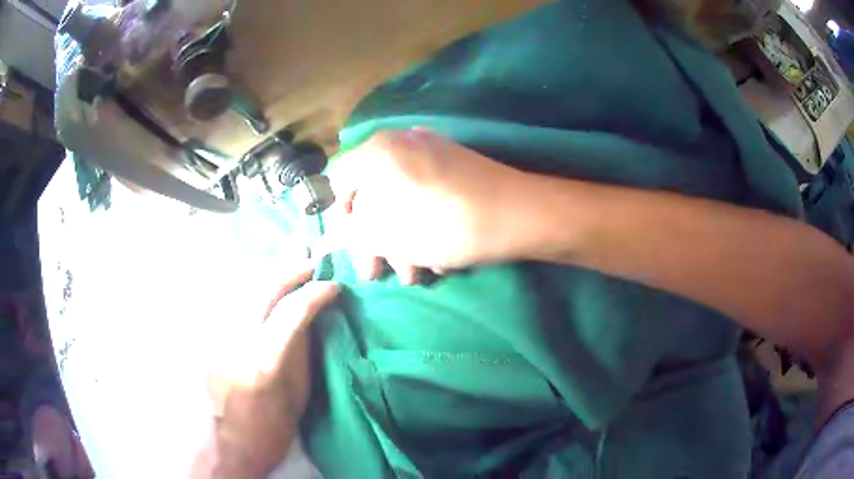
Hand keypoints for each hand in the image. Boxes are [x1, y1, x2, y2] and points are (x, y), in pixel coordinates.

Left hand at [194, 268, 338, 477]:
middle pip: (264, 289)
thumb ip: (303, 352)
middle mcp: (237, 341)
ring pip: (244, 291)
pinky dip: (251, 293)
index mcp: (265, 361)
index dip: (317, 293)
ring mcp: (218, 337)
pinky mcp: (208, 339)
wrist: (228, 444)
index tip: (335, 287)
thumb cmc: (271, 429)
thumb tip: (314, 319)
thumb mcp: (298, 396)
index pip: (293, 311)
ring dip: (271, 278)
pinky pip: (232, 304)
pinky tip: (263, 294)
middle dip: (291, 272)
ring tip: (291, 273)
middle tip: (312, 266)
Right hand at [328, 129, 526, 283]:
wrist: (518, 214)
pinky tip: (439, 259)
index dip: (341, 220)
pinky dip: (427, 227)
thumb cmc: (443, 223)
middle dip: (375, 241)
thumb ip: (355, 231)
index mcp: (377, 151)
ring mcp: (433, 153)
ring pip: (403, 201)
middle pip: (373, 196)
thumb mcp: (386, 233)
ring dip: (403, 242)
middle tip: (378, 272)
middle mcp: (402, 143)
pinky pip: (428, 197)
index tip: (353, 247)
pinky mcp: (457, 168)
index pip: (340, 182)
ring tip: (414, 276)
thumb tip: (345, 232)